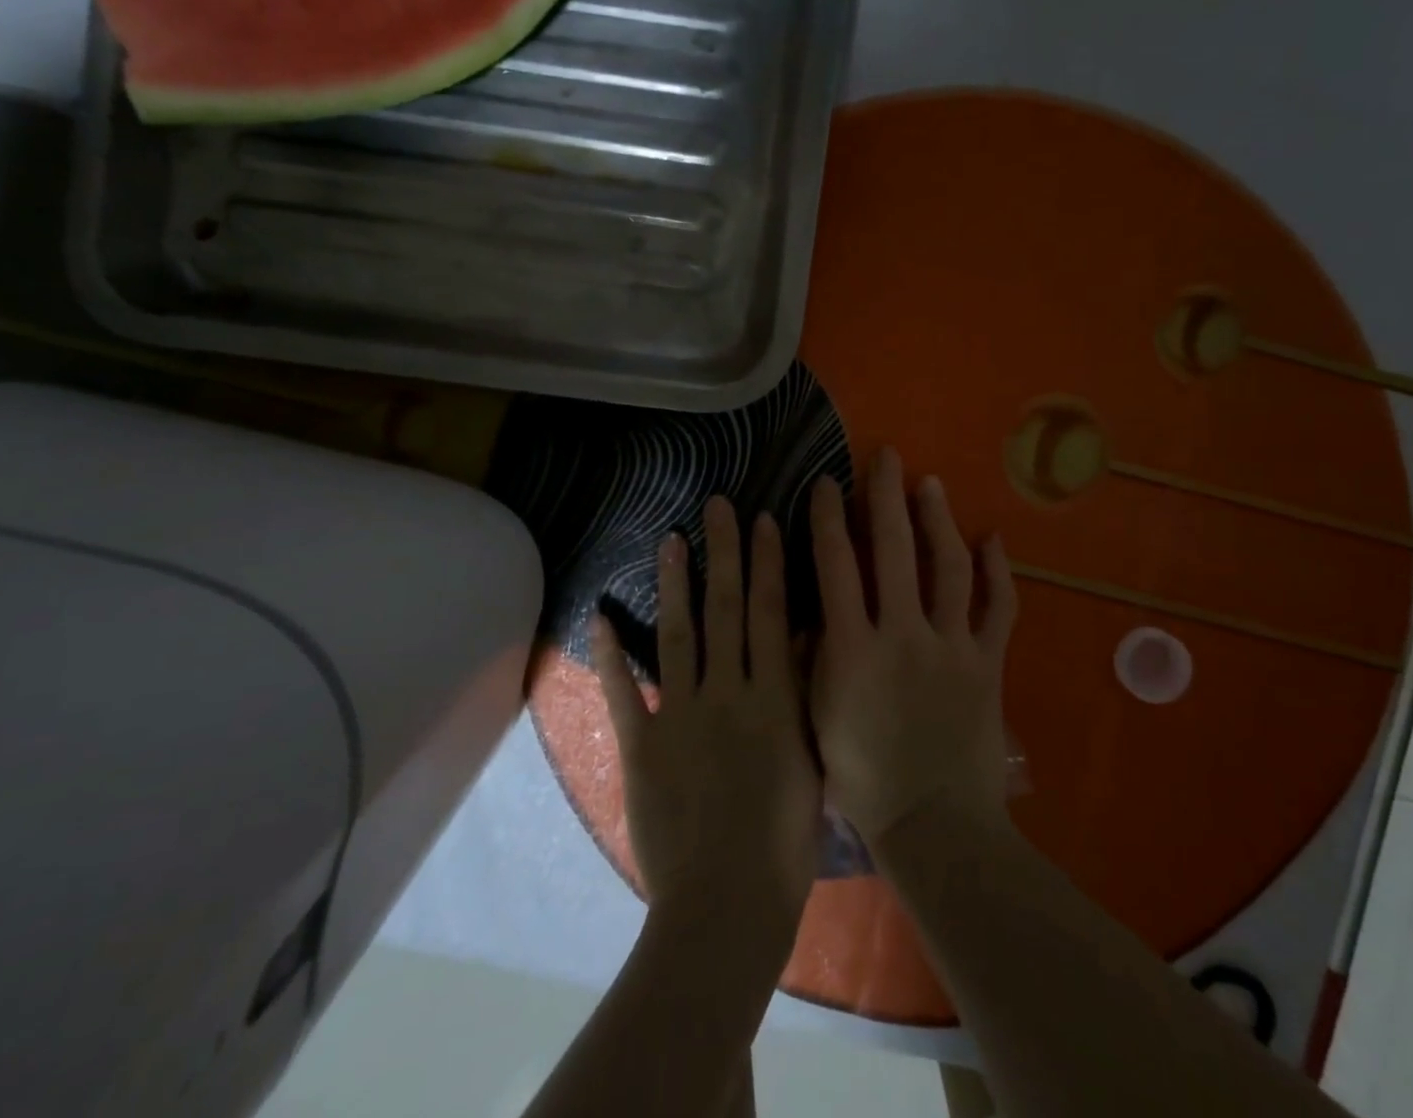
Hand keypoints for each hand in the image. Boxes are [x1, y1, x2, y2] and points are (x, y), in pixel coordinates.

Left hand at [592, 496, 822, 933]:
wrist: (727, 906)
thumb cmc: (784, 845)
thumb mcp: (812, 762)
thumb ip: (803, 698)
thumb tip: (800, 641)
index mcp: (774, 700)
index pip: (771, 615)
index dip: (768, 564)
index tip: (764, 521)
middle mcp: (729, 694)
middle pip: (726, 610)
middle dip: (725, 553)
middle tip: (718, 505)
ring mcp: (681, 716)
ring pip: (680, 635)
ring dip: (675, 584)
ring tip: (672, 539)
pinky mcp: (642, 745)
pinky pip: (624, 692)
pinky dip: (610, 655)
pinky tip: (600, 616)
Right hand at [808, 449, 1018, 853]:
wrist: (935, 826)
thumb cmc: (863, 779)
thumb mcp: (817, 716)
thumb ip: (816, 655)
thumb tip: (816, 604)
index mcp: (852, 649)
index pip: (835, 565)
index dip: (828, 517)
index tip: (826, 482)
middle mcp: (902, 635)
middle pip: (893, 550)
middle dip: (885, 496)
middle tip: (885, 457)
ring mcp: (951, 647)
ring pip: (948, 567)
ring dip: (937, 520)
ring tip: (930, 484)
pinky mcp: (988, 663)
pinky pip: (1000, 608)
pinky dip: (999, 572)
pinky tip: (992, 539)